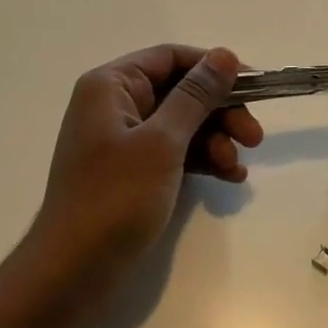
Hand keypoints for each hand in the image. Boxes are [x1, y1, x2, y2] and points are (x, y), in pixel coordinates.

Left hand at [17, 45, 262, 317]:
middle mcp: (116, 104)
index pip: (171, 58)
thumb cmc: (114, 198)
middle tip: (254, 137)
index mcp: (111, 86)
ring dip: (216, 140)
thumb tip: (225, 55)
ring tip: (238, 168)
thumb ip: (196, 96)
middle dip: (220, 112)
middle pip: (181, 91)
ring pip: (183, 124)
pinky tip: (229, 177)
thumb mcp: (162, 142)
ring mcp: (124, 140)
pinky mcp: (133, 171)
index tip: (253, 87)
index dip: (213, 68)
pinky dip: (202, 160)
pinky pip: (175, 152)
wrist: (73, 273)